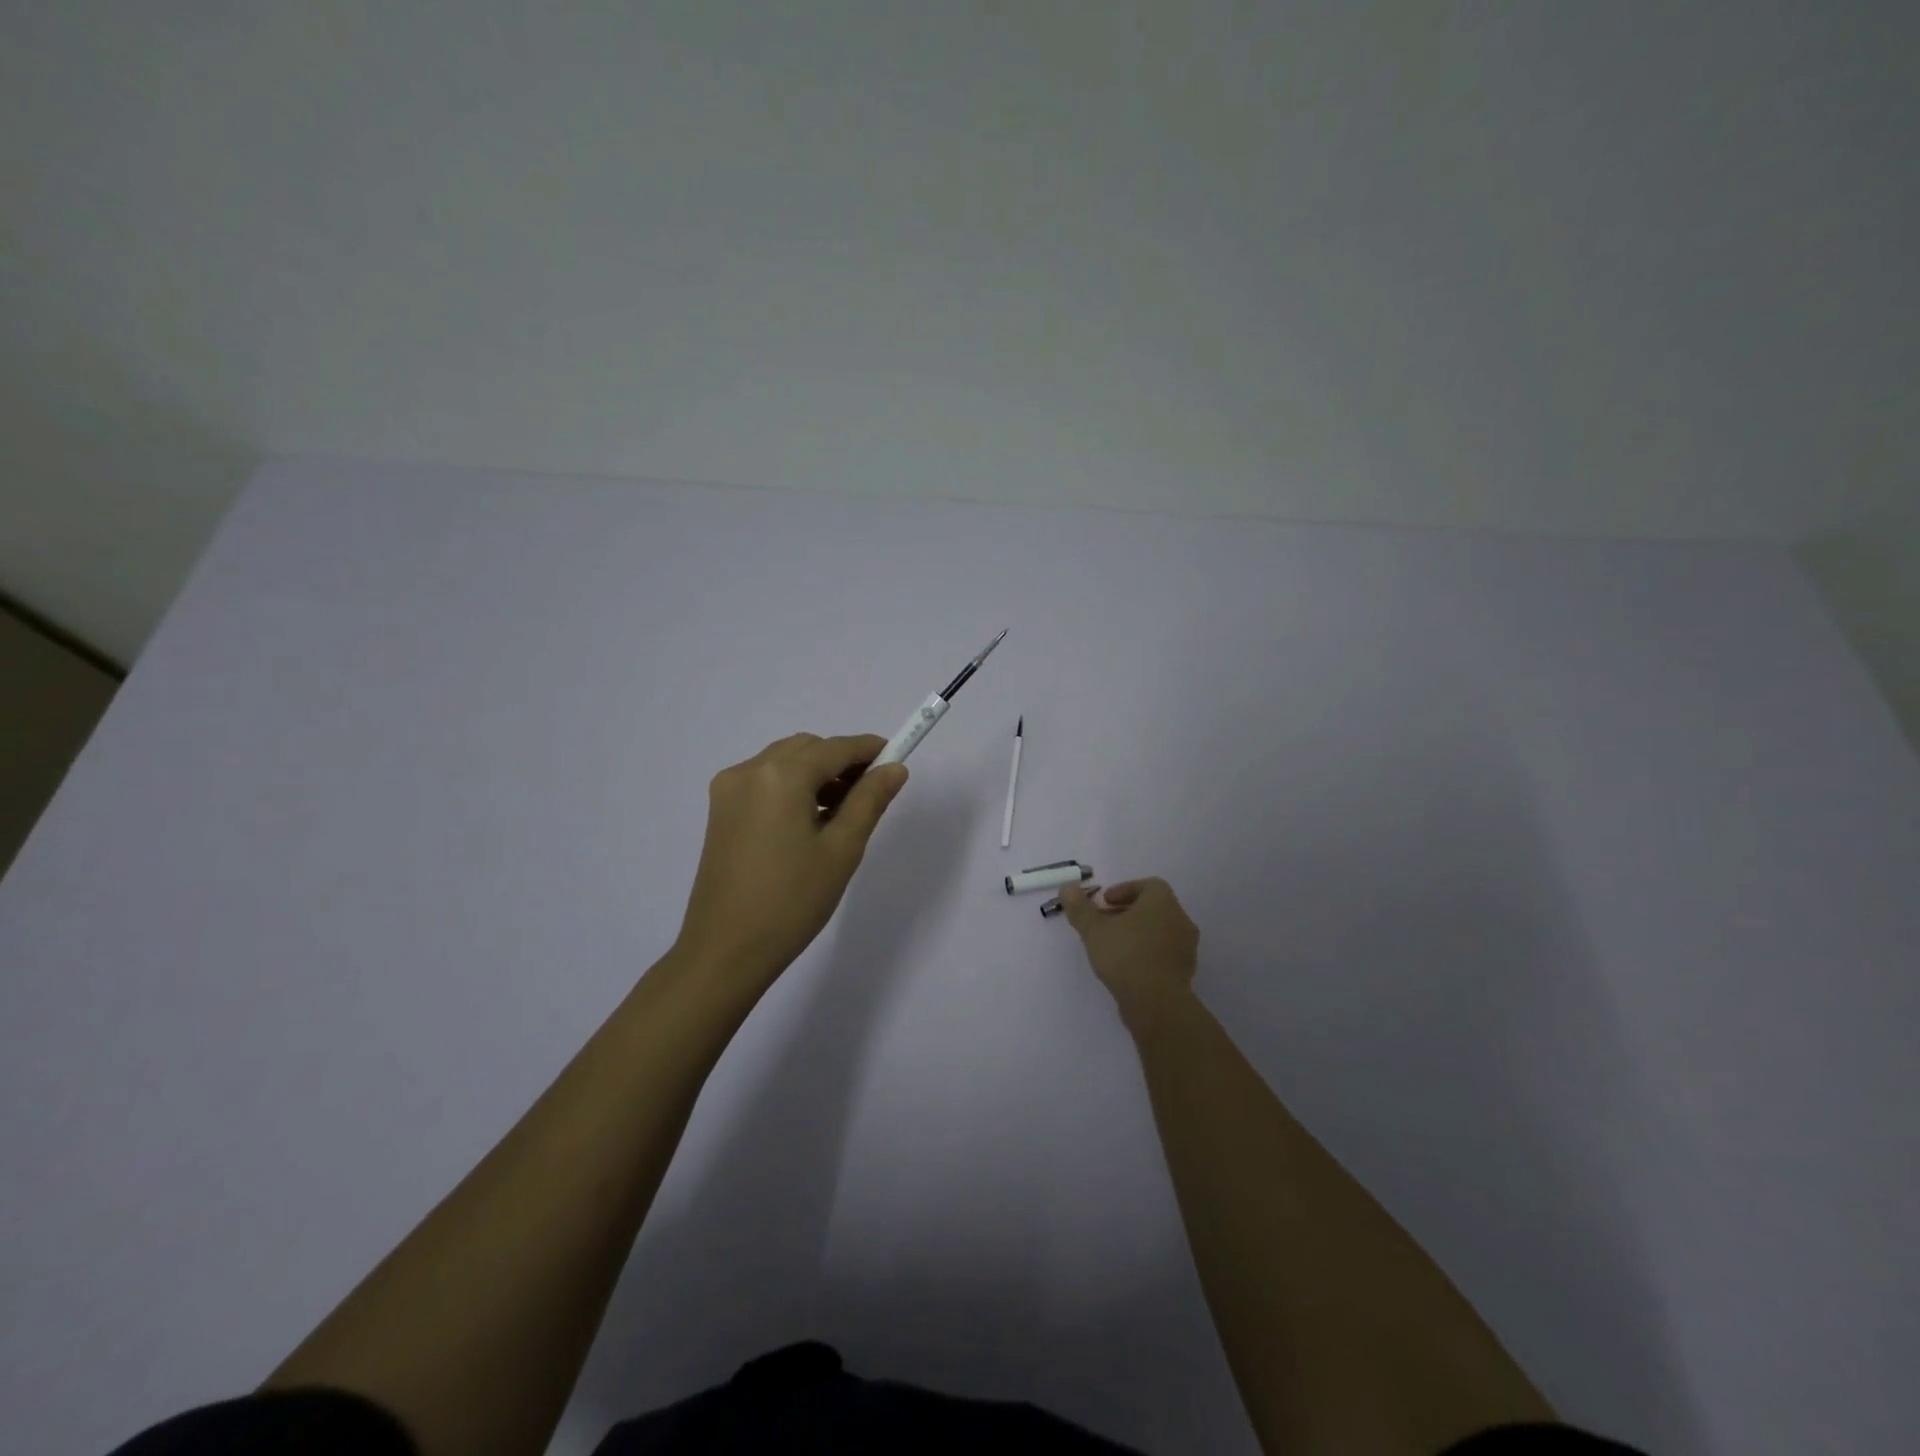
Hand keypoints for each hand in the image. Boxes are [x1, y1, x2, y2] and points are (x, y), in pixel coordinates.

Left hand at [675, 733, 907, 983]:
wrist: (726, 950)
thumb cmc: (792, 901)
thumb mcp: (842, 850)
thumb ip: (870, 800)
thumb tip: (894, 768)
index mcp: (780, 776)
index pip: (835, 748)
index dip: (869, 749)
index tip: (897, 759)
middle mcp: (749, 771)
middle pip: (807, 748)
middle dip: (841, 762)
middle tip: (869, 794)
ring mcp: (728, 789)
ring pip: (784, 762)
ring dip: (816, 774)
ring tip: (840, 813)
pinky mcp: (720, 810)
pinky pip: (764, 780)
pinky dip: (791, 787)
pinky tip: (807, 821)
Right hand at [1060, 878, 1199, 1028]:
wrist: (1157, 1003)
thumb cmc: (1125, 955)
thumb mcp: (1094, 929)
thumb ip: (1079, 907)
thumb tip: (1067, 887)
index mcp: (1162, 901)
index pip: (1147, 885)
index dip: (1123, 890)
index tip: (1104, 903)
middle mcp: (1180, 919)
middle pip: (1152, 908)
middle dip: (1126, 913)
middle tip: (1103, 924)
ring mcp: (1186, 947)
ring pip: (1158, 931)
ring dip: (1136, 934)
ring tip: (1112, 947)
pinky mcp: (1185, 971)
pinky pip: (1163, 953)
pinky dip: (1146, 953)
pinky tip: (1127, 967)